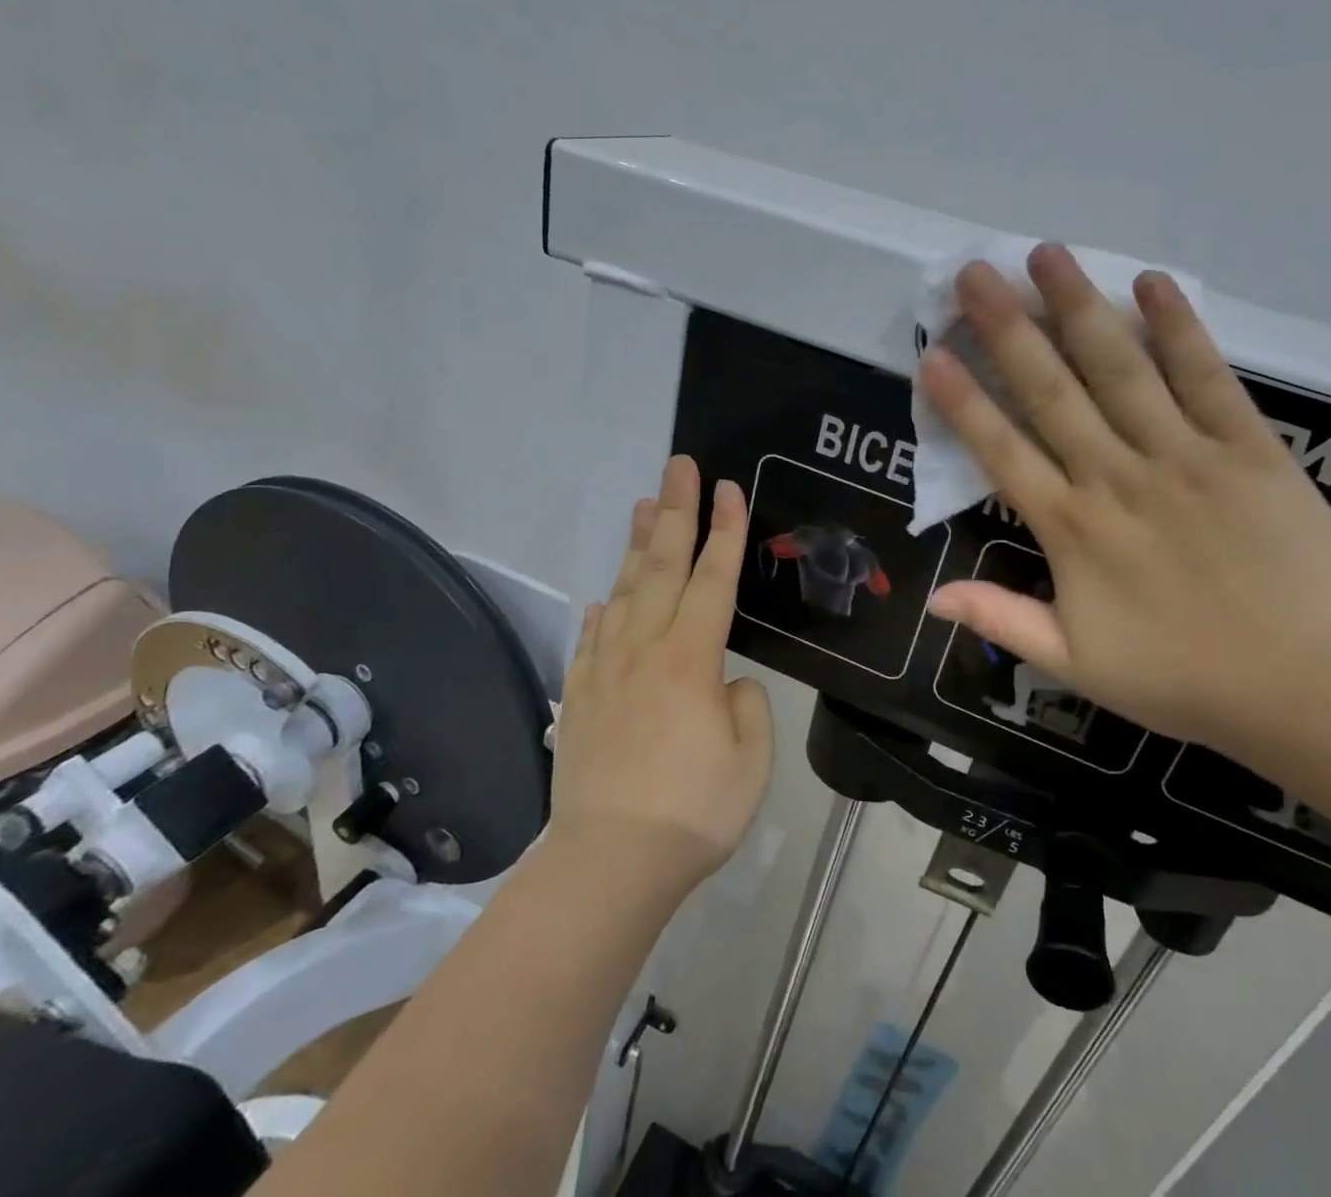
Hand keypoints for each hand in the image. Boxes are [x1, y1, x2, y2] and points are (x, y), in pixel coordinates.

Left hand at [550, 456, 773, 894]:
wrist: (608, 864)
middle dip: (676, 512)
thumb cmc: (693, 812)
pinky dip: (599, 611)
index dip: (725, 530)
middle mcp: (645, 649)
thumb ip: (746, 706)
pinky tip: (601, 598)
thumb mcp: (751, 760)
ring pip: (623, 592)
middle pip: (662, 567)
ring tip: (642, 507)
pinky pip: (590, 640)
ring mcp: (605, 671)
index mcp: (691, 659)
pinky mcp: (579, 698)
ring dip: (635, 546)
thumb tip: (726, 684)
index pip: (713, 578)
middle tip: (678, 466)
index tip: (727, 487)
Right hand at [918, 245, 1330, 752]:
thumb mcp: (1077, 665)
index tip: (932, 356)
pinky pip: (1207, 377)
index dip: (964, 403)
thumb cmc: (1185, 676)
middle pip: (1052, 392)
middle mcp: (1118, 478)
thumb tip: (933, 596)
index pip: (1003, 452)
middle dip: (1007, 330)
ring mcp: (1184, 456)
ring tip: (1045, 255)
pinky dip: (1179, 328)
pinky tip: (1152, 283)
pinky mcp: (1247, 447)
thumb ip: (1003, 620)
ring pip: (1121, 369)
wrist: (1313, 682)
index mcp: (1073, 531)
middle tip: (975, 274)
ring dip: (1079, 308)